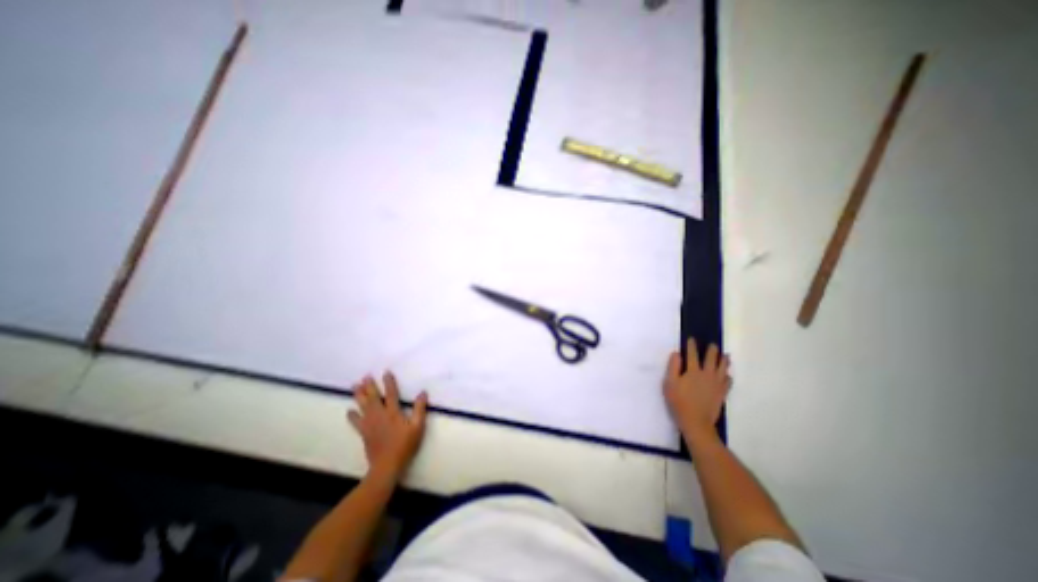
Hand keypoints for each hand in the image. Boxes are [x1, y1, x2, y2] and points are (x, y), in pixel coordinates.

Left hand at [347, 374, 429, 480]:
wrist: (386, 466)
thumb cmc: (405, 445)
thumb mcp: (418, 427)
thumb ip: (420, 409)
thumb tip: (422, 393)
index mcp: (393, 412)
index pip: (391, 394)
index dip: (389, 383)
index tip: (386, 372)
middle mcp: (380, 415)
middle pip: (373, 398)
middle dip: (369, 386)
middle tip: (365, 376)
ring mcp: (370, 424)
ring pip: (363, 406)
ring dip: (359, 395)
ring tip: (355, 386)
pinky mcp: (364, 433)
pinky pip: (356, 422)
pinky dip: (352, 415)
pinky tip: (349, 411)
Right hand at [664, 337, 728, 446]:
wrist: (696, 422)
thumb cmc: (679, 402)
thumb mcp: (670, 383)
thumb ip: (673, 367)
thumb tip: (676, 354)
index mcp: (693, 371)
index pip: (692, 354)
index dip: (691, 346)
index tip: (691, 339)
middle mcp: (707, 375)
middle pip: (711, 359)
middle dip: (712, 351)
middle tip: (713, 345)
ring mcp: (716, 384)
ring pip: (723, 369)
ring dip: (724, 361)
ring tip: (725, 356)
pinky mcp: (722, 394)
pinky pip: (728, 382)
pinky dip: (728, 377)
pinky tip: (728, 376)